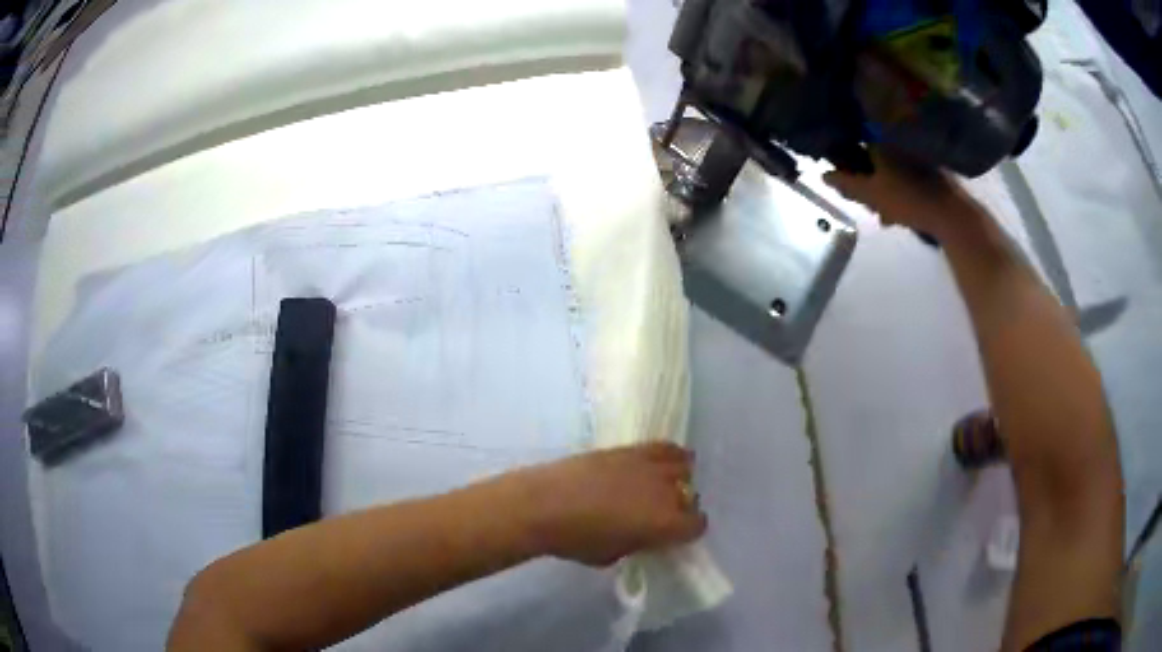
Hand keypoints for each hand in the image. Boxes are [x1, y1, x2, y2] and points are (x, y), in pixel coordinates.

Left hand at [510, 443, 706, 566]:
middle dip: (681, 507)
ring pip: (684, 466)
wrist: (543, 504)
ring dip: (678, 478)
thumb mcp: (613, 555)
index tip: (674, 535)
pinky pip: (665, 447)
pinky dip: (669, 455)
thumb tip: (642, 534)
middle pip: (690, 496)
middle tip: (661, 514)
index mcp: (666, 524)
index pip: (696, 525)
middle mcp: (667, 492)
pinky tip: (657, 464)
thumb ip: (638, 543)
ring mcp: (650, 466)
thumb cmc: (575, 539)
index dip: (687, 531)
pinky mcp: (631, 449)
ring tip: (661, 486)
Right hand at [824, 151, 980, 239]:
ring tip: (885, 215)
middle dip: (867, 178)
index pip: (854, 142)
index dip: (847, 160)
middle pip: (873, 156)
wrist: (952, 212)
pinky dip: (900, 189)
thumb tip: (824, 175)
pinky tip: (902, 213)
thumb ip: (847, 184)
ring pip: (891, 168)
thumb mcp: (872, 194)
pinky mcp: (930, 167)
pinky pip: (907, 175)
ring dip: (885, 188)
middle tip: (867, 202)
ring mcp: (915, 152)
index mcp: (880, 140)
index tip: (845, 179)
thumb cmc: (909, 199)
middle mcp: (897, 139)